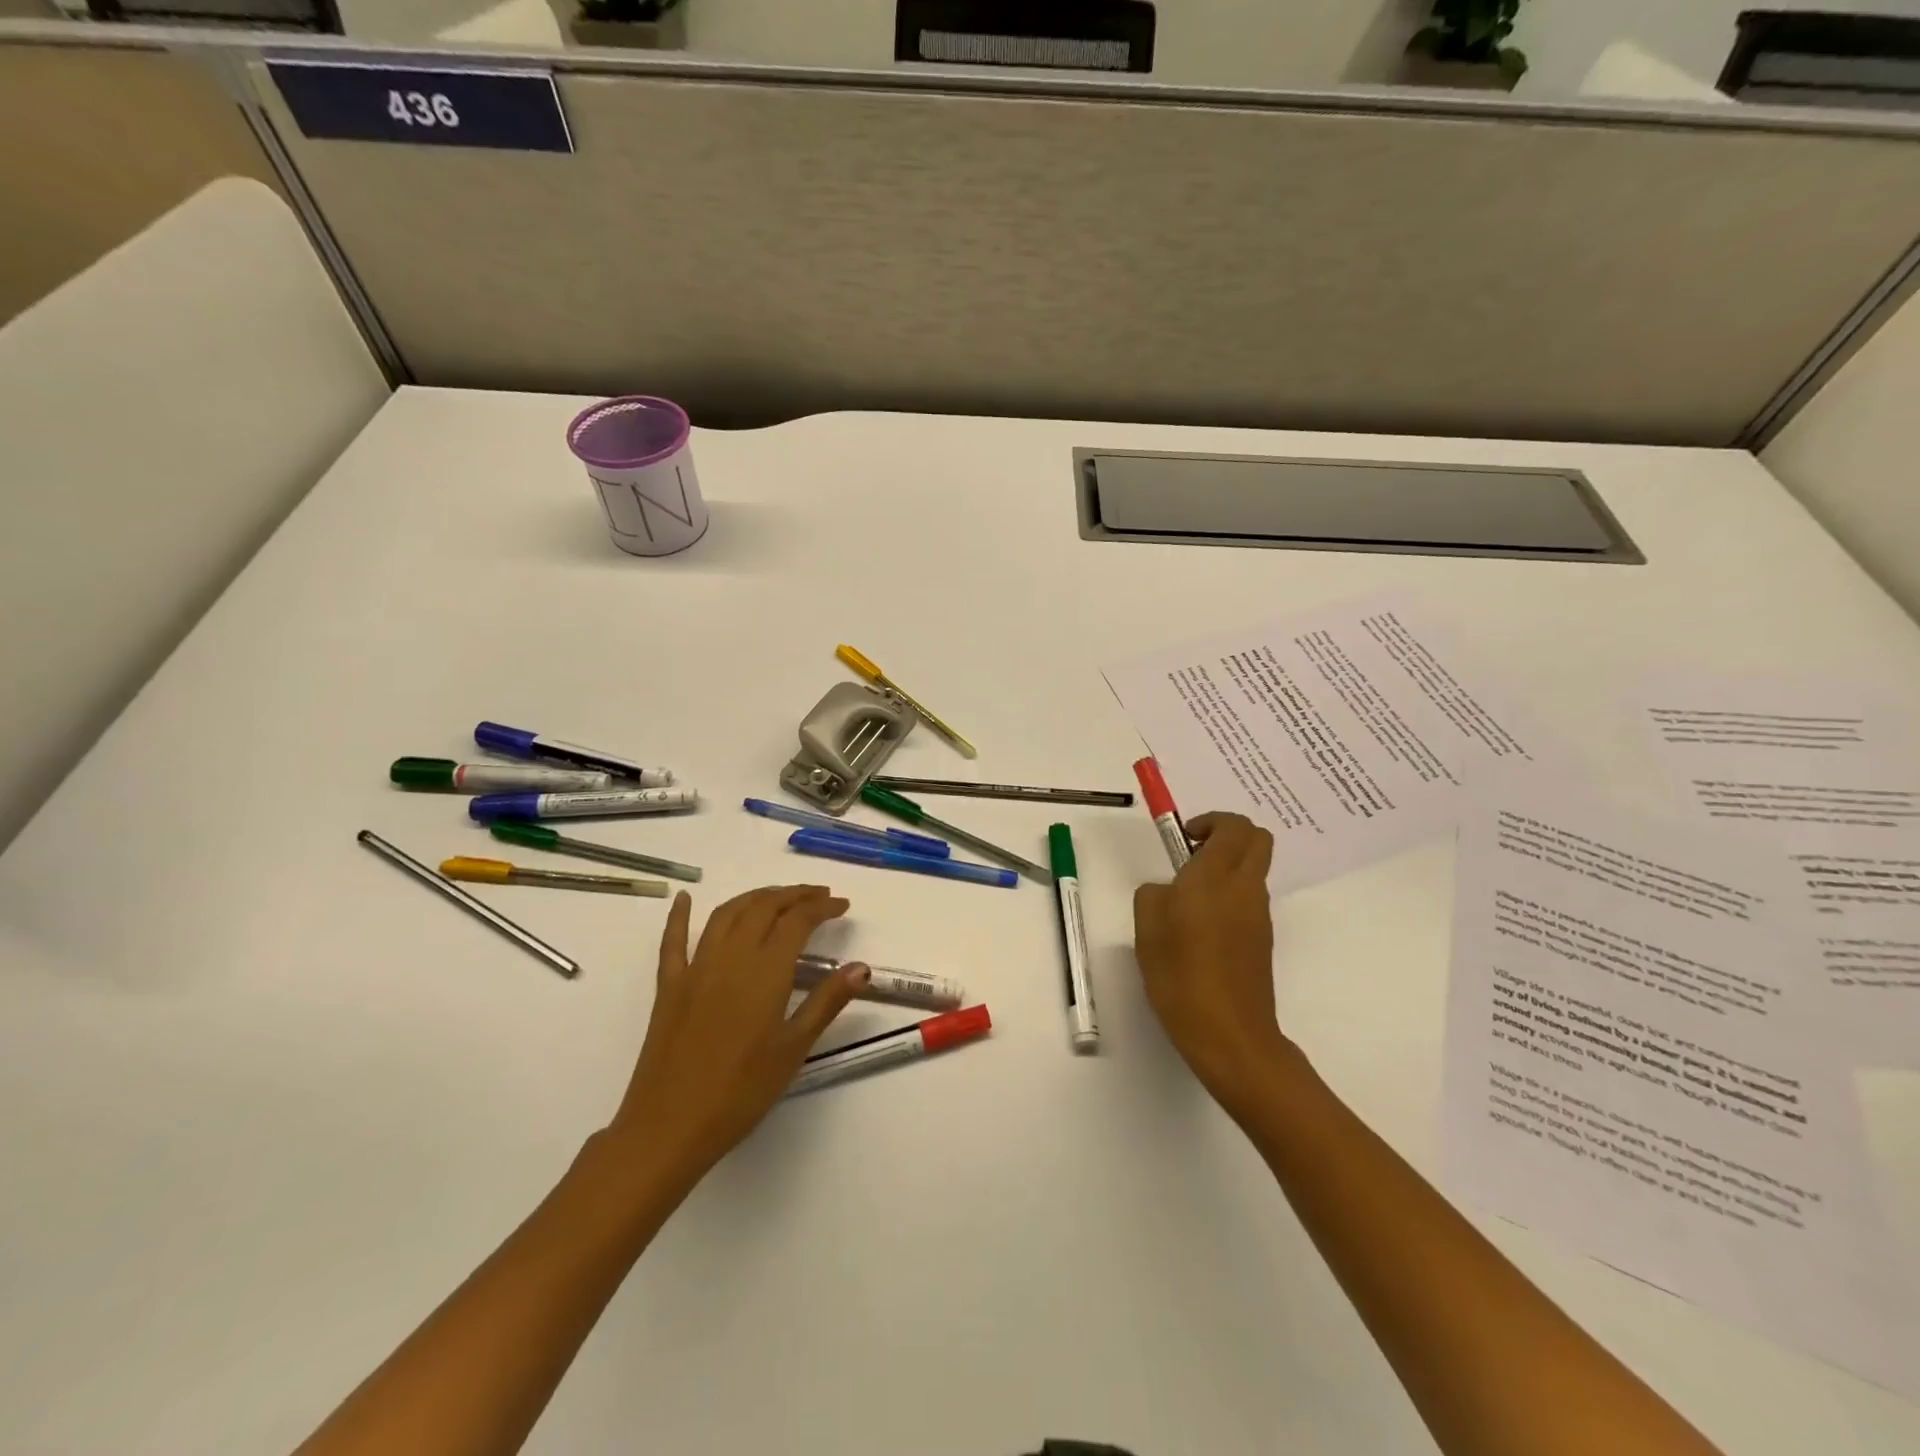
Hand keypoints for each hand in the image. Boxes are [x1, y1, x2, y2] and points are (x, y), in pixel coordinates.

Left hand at [607, 885, 867, 1184]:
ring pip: (726, 914)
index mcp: (765, 971)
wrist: (669, 1126)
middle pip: (763, 907)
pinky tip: (685, 899)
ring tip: (777, 897)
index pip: (798, 921)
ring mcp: (695, 968)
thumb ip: (827, 1001)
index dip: (822, 907)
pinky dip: (680, 916)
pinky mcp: (669, 986)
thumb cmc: (741, 1092)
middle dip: (794, 895)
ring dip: (754, 897)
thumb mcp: (794, 1048)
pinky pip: (673, 941)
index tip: (843, 905)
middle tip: (818, 896)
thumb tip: (861, 967)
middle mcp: (730, 957)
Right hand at [1133, 812, 1292, 1115]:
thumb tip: (1168, 890)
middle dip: (1227, 835)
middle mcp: (1245, 888)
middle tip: (1192, 855)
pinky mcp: (1262, 940)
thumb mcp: (1146, 928)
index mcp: (1216, 876)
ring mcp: (1259, 915)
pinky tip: (1200, 930)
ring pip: (1253, 870)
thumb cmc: (1180, 974)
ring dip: (1227, 868)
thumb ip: (1153, 894)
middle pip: (1257, 839)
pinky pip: (1249, 900)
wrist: (1228, 1033)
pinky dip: (1230, 897)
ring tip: (1188, 899)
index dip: (1210, 821)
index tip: (1183, 839)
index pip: (1234, 826)